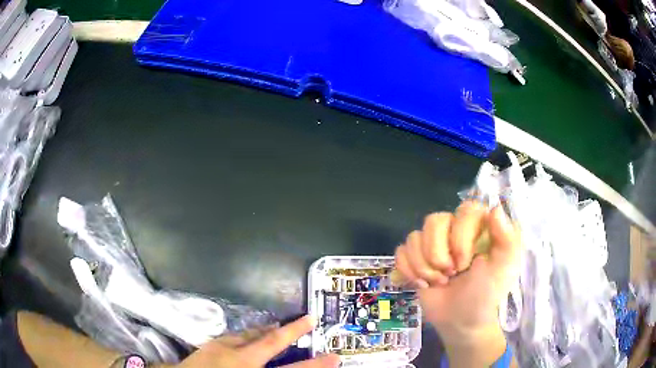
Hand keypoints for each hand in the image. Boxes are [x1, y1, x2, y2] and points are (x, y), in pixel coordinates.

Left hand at [173, 316, 339, 367]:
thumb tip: (280, 365)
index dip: (315, 364)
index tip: (334, 356)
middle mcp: (239, 358)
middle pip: (270, 342)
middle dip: (291, 330)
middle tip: (307, 320)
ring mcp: (222, 349)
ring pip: (251, 335)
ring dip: (267, 330)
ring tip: (279, 325)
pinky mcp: (210, 345)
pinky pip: (235, 336)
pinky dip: (248, 334)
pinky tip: (248, 336)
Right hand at [394, 202, 520, 345]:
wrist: (461, 322)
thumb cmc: (486, 295)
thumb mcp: (504, 269)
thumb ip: (507, 239)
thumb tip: (495, 208)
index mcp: (478, 227)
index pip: (464, 210)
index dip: (460, 237)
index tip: (465, 264)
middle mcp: (454, 230)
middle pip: (433, 221)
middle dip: (438, 254)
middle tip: (450, 274)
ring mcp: (432, 245)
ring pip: (414, 237)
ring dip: (423, 266)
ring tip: (438, 282)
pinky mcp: (415, 259)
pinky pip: (401, 251)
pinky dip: (408, 270)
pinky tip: (421, 284)